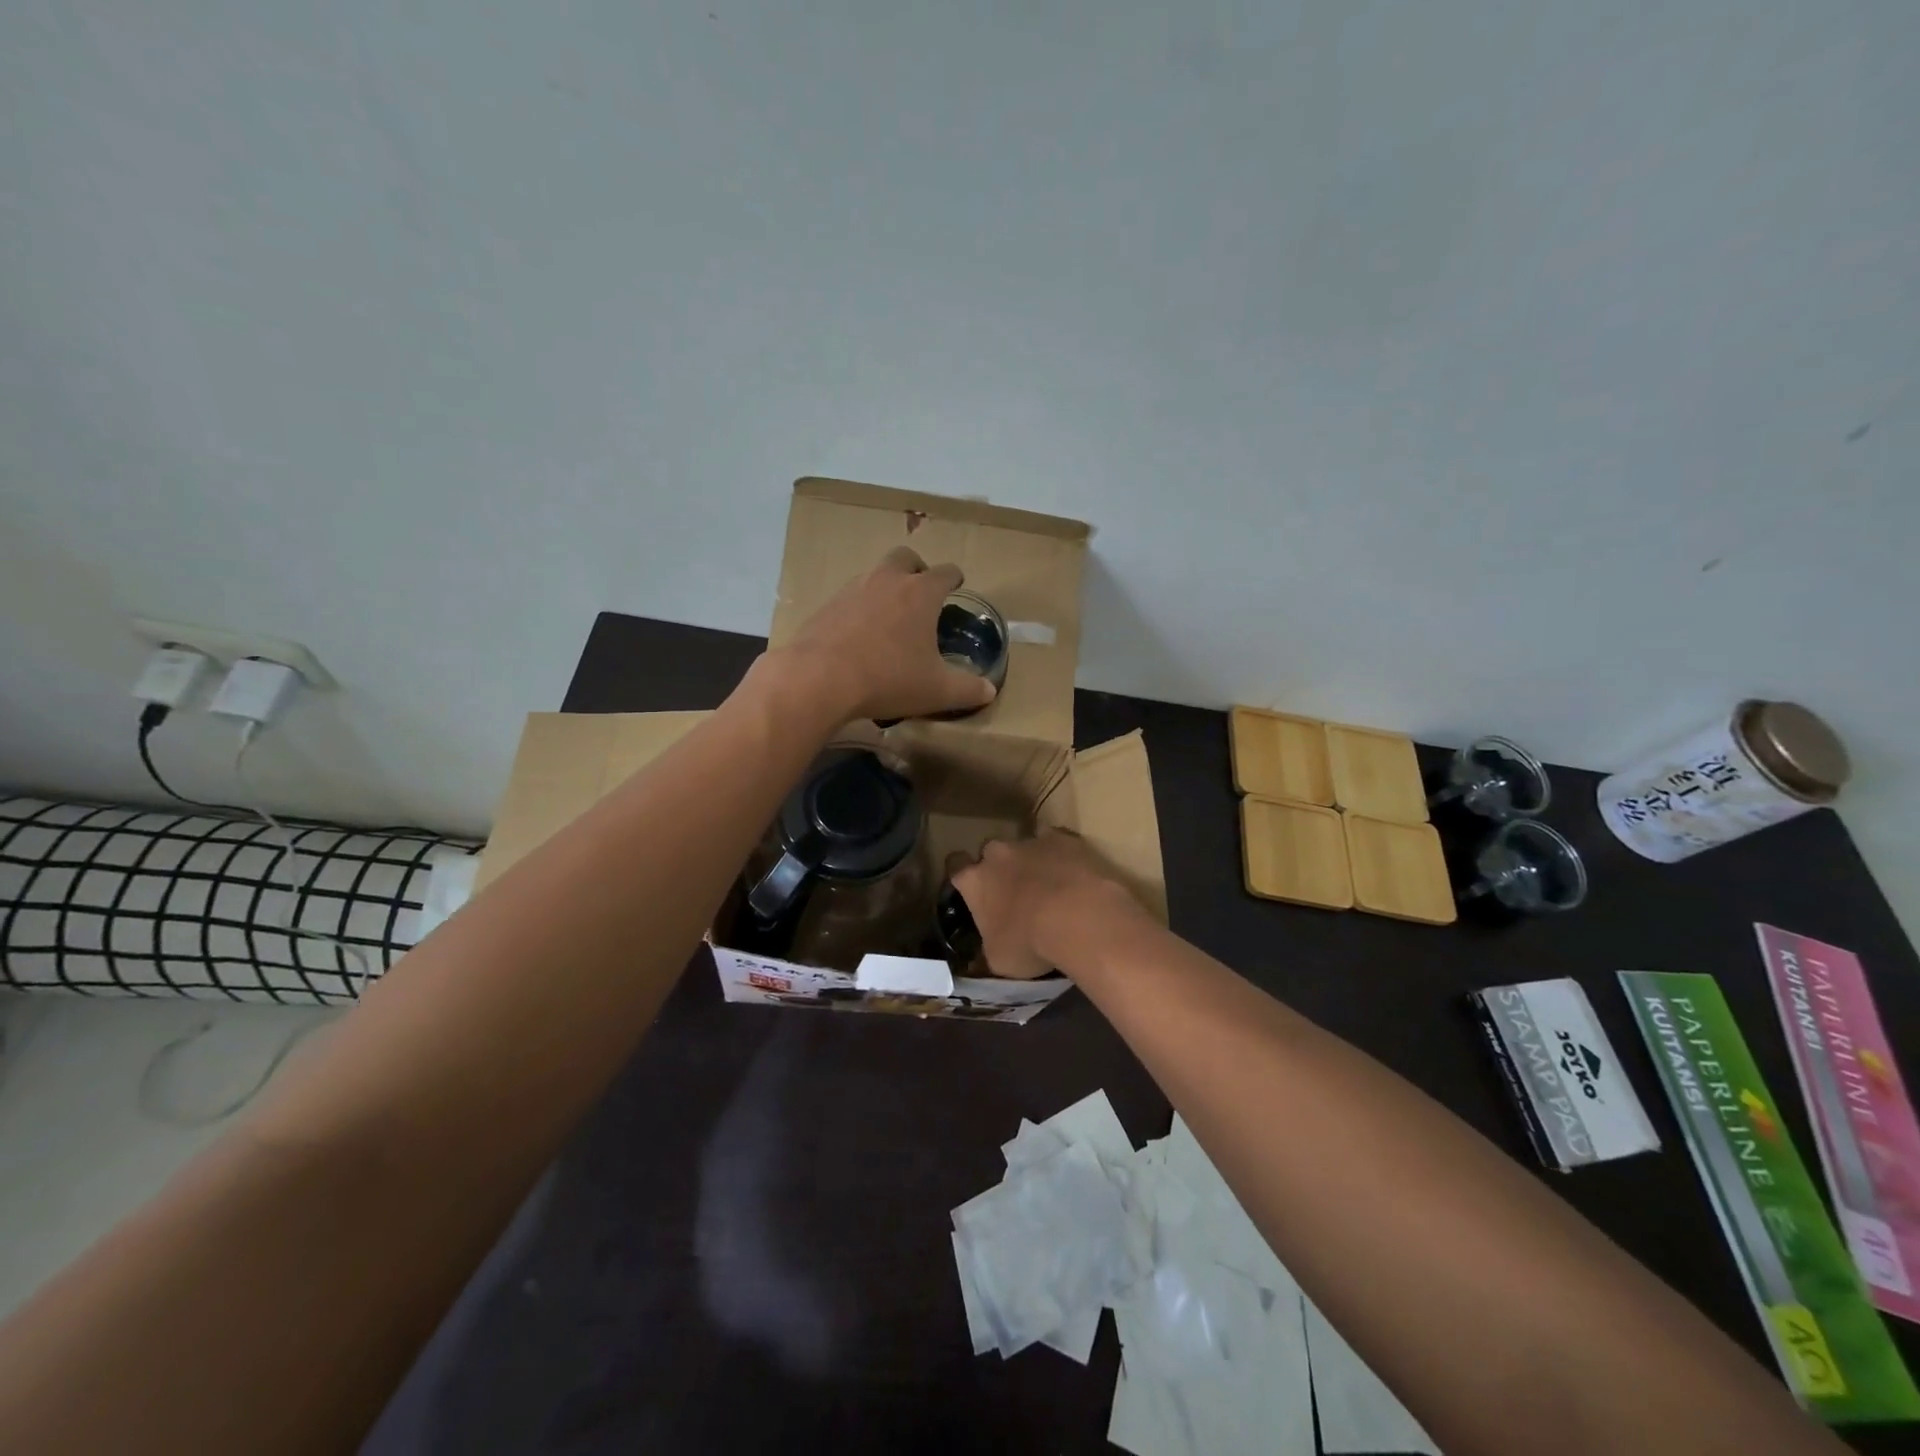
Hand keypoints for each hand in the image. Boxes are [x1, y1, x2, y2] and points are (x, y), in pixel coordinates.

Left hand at [774, 547, 997, 722]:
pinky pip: (849, 600)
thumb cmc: (889, 678)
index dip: (954, 578)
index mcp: (920, 593)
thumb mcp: (936, 690)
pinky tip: (859, 636)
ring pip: (874, 576)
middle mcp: (887, 581)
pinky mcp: (826, 607)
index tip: (957, 585)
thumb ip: (968, 690)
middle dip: (916, 569)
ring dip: (885, 589)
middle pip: (905, 558)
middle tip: (921, 591)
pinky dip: (859, 610)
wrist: (820, 678)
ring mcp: (852, 590)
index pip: (945, 573)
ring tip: (890, 617)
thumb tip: (989, 690)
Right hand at [952, 831, 1144, 979]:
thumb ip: (990, 946)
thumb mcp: (999, 959)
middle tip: (1014, 892)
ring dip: (1032, 861)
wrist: (1077, 917)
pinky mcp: (1065, 839)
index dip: (963, 876)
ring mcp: (1032, 843)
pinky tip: (1073, 873)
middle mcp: (998, 854)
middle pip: (990, 852)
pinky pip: (1058, 842)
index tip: (970, 887)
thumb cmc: (1029, 943)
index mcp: (975, 881)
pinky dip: (1062, 855)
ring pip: (1025, 846)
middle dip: (999, 868)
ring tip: (1049, 885)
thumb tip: (990, 949)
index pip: (956, 867)